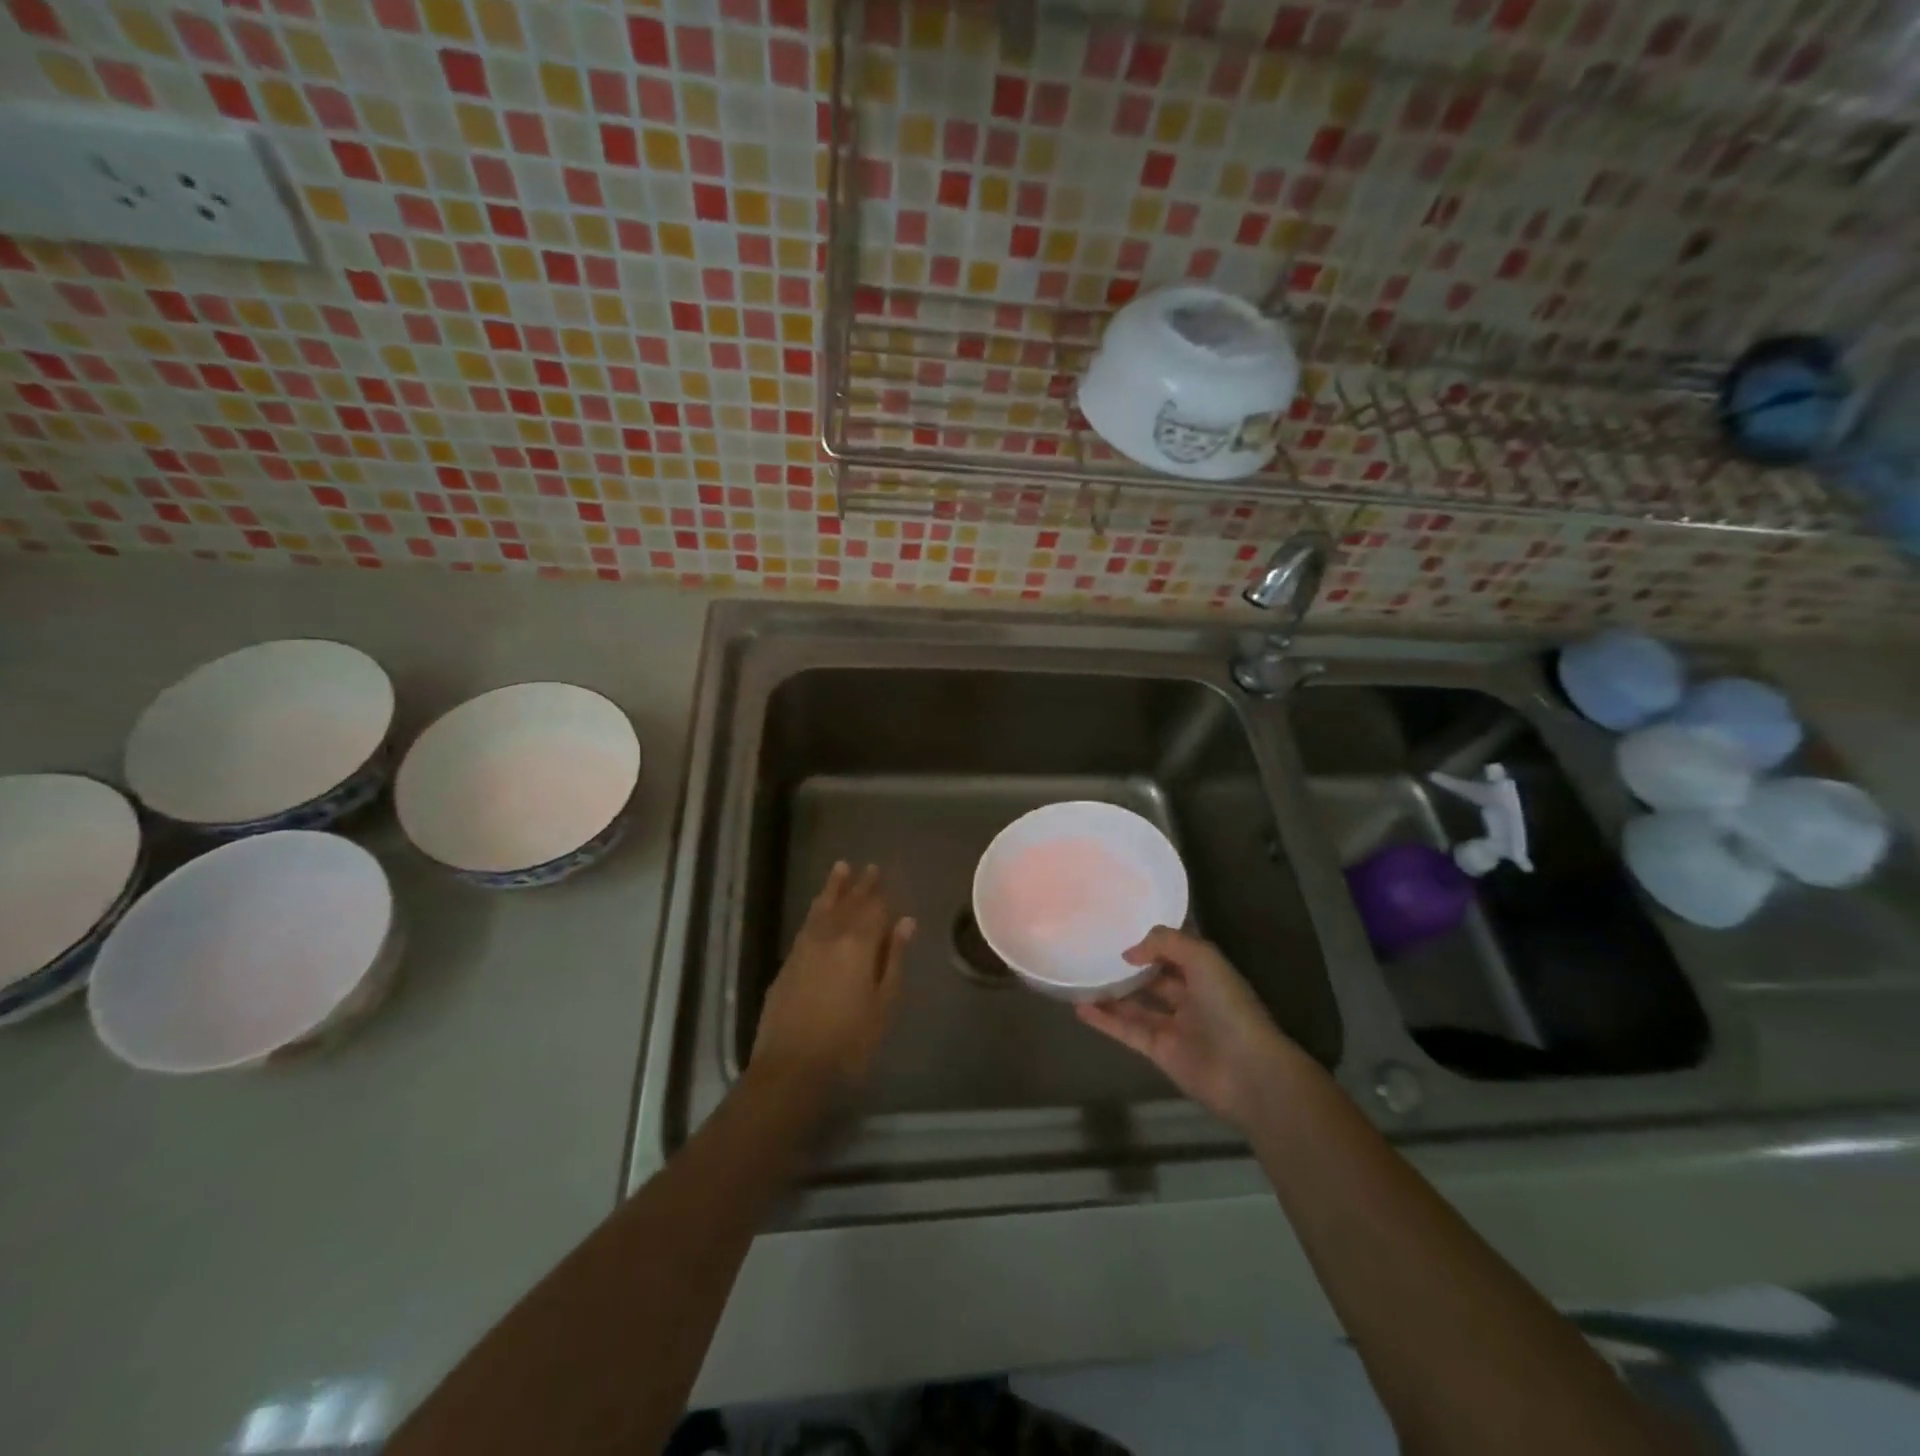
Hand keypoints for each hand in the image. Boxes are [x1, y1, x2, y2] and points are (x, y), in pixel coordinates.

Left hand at [752, 862, 914, 1100]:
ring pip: (821, 908)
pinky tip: (819, 910)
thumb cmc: (849, 1042)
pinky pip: (806, 924)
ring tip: (840, 869)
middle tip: (868, 866)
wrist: (791, 1070)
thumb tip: (905, 922)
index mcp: (858, 944)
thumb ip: (893, 959)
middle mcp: (829, 937)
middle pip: (847, 903)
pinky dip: (816, 910)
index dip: (880, 893)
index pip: (873, 909)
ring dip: (833, 889)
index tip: (884, 875)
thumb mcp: (883, 1003)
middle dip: (859, 885)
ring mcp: (803, 948)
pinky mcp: (787, 964)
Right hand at [1077, 927, 1297, 1129]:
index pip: (1175, 953)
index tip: (1120, 933)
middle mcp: (1191, 998)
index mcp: (1206, 974)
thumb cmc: (1228, 1007)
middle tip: (1094, 955)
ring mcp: (1174, 1026)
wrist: (1247, 1072)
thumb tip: (1129, 953)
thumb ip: (1165, 944)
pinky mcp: (1159, 1052)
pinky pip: (1127, 1031)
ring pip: (1137, 1005)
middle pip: (1154, 979)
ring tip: (1080, 979)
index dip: (1152, 943)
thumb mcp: (1202, 958)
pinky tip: (1080, 1008)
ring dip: (1111, 994)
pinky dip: (1105, 1020)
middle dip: (1129, 969)